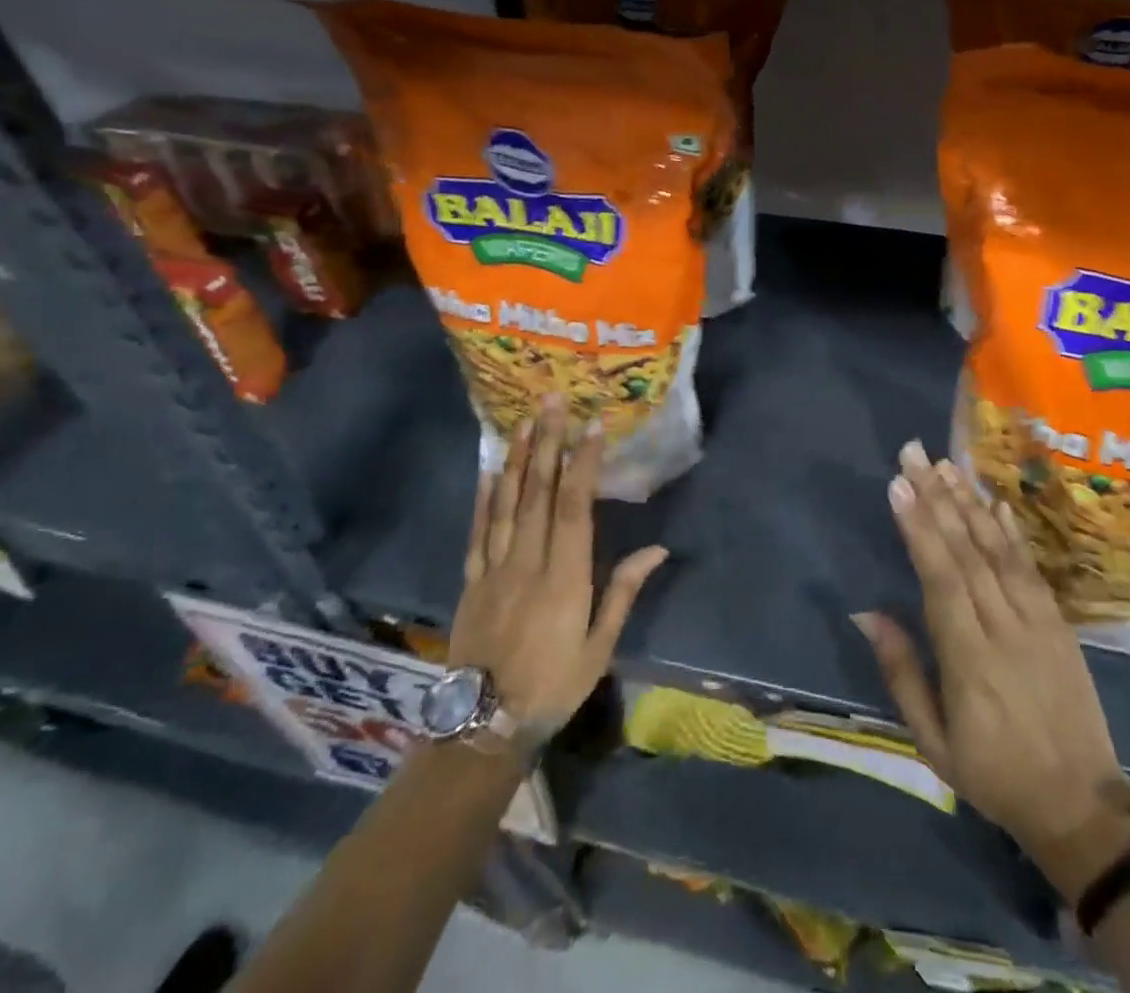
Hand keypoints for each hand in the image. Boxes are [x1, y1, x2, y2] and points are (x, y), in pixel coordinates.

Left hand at [447, 398, 667, 737]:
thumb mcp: (599, 647)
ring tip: (524, 421)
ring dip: (518, 459)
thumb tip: (657, 550)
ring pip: (507, 504)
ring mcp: (494, 569)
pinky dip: (484, 498)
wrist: (482, 727)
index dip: (582, 464)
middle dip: (548, 444)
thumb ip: (623, 593)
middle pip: (539, 494)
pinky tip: (491, 470)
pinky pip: (478, 532)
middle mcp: (528, 563)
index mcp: (564, 578)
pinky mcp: (471, 581)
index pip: (575, 508)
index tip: (591, 426)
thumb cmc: (553, 686)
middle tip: (552, 401)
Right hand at [854, 441, 1129, 892]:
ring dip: (969, 503)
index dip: (919, 528)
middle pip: (967, 551)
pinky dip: (1011, 532)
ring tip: (944, 465)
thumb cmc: (994, 775)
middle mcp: (1005, 628)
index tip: (898, 485)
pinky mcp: (1059, 624)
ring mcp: (1038, 622)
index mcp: (969, 660)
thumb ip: (902, 672)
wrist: (1081, 807)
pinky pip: (1031, 568)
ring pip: (998, 550)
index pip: (941, 578)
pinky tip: (994, 502)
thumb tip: (868, 613)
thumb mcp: (933, 742)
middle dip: (936, 497)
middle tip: (913, 454)